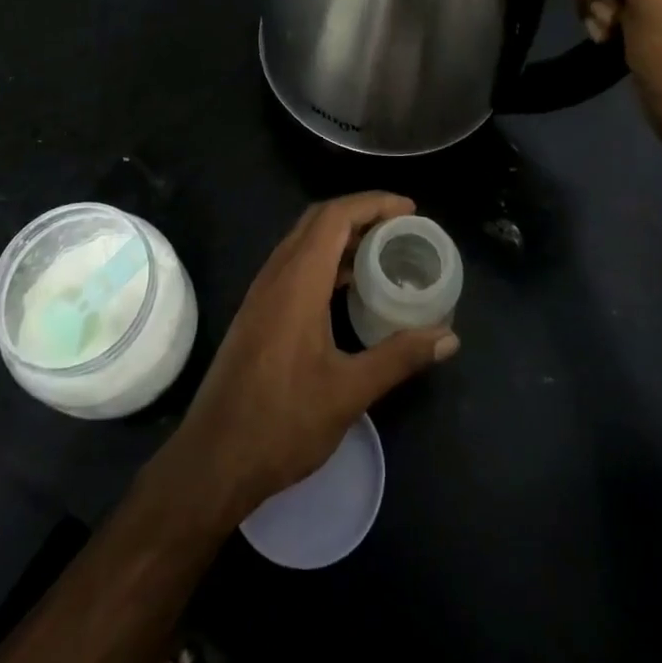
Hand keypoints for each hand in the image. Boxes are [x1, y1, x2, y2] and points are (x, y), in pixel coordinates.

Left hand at [167, 192, 457, 521]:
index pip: (335, 216)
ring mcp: (262, 293)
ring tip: (382, 251)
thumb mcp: (349, 392)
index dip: (373, 203)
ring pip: (304, 241)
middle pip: (318, 221)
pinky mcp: (258, 312)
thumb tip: (449, 336)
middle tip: (401, 226)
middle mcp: (276, 275)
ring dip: (342, 236)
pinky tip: (348, 287)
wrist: (213, 459)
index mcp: (297, 281)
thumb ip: (399, 357)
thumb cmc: (282, 422)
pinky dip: (326, 259)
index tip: (409, 210)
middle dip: (361, 213)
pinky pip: (295, 265)